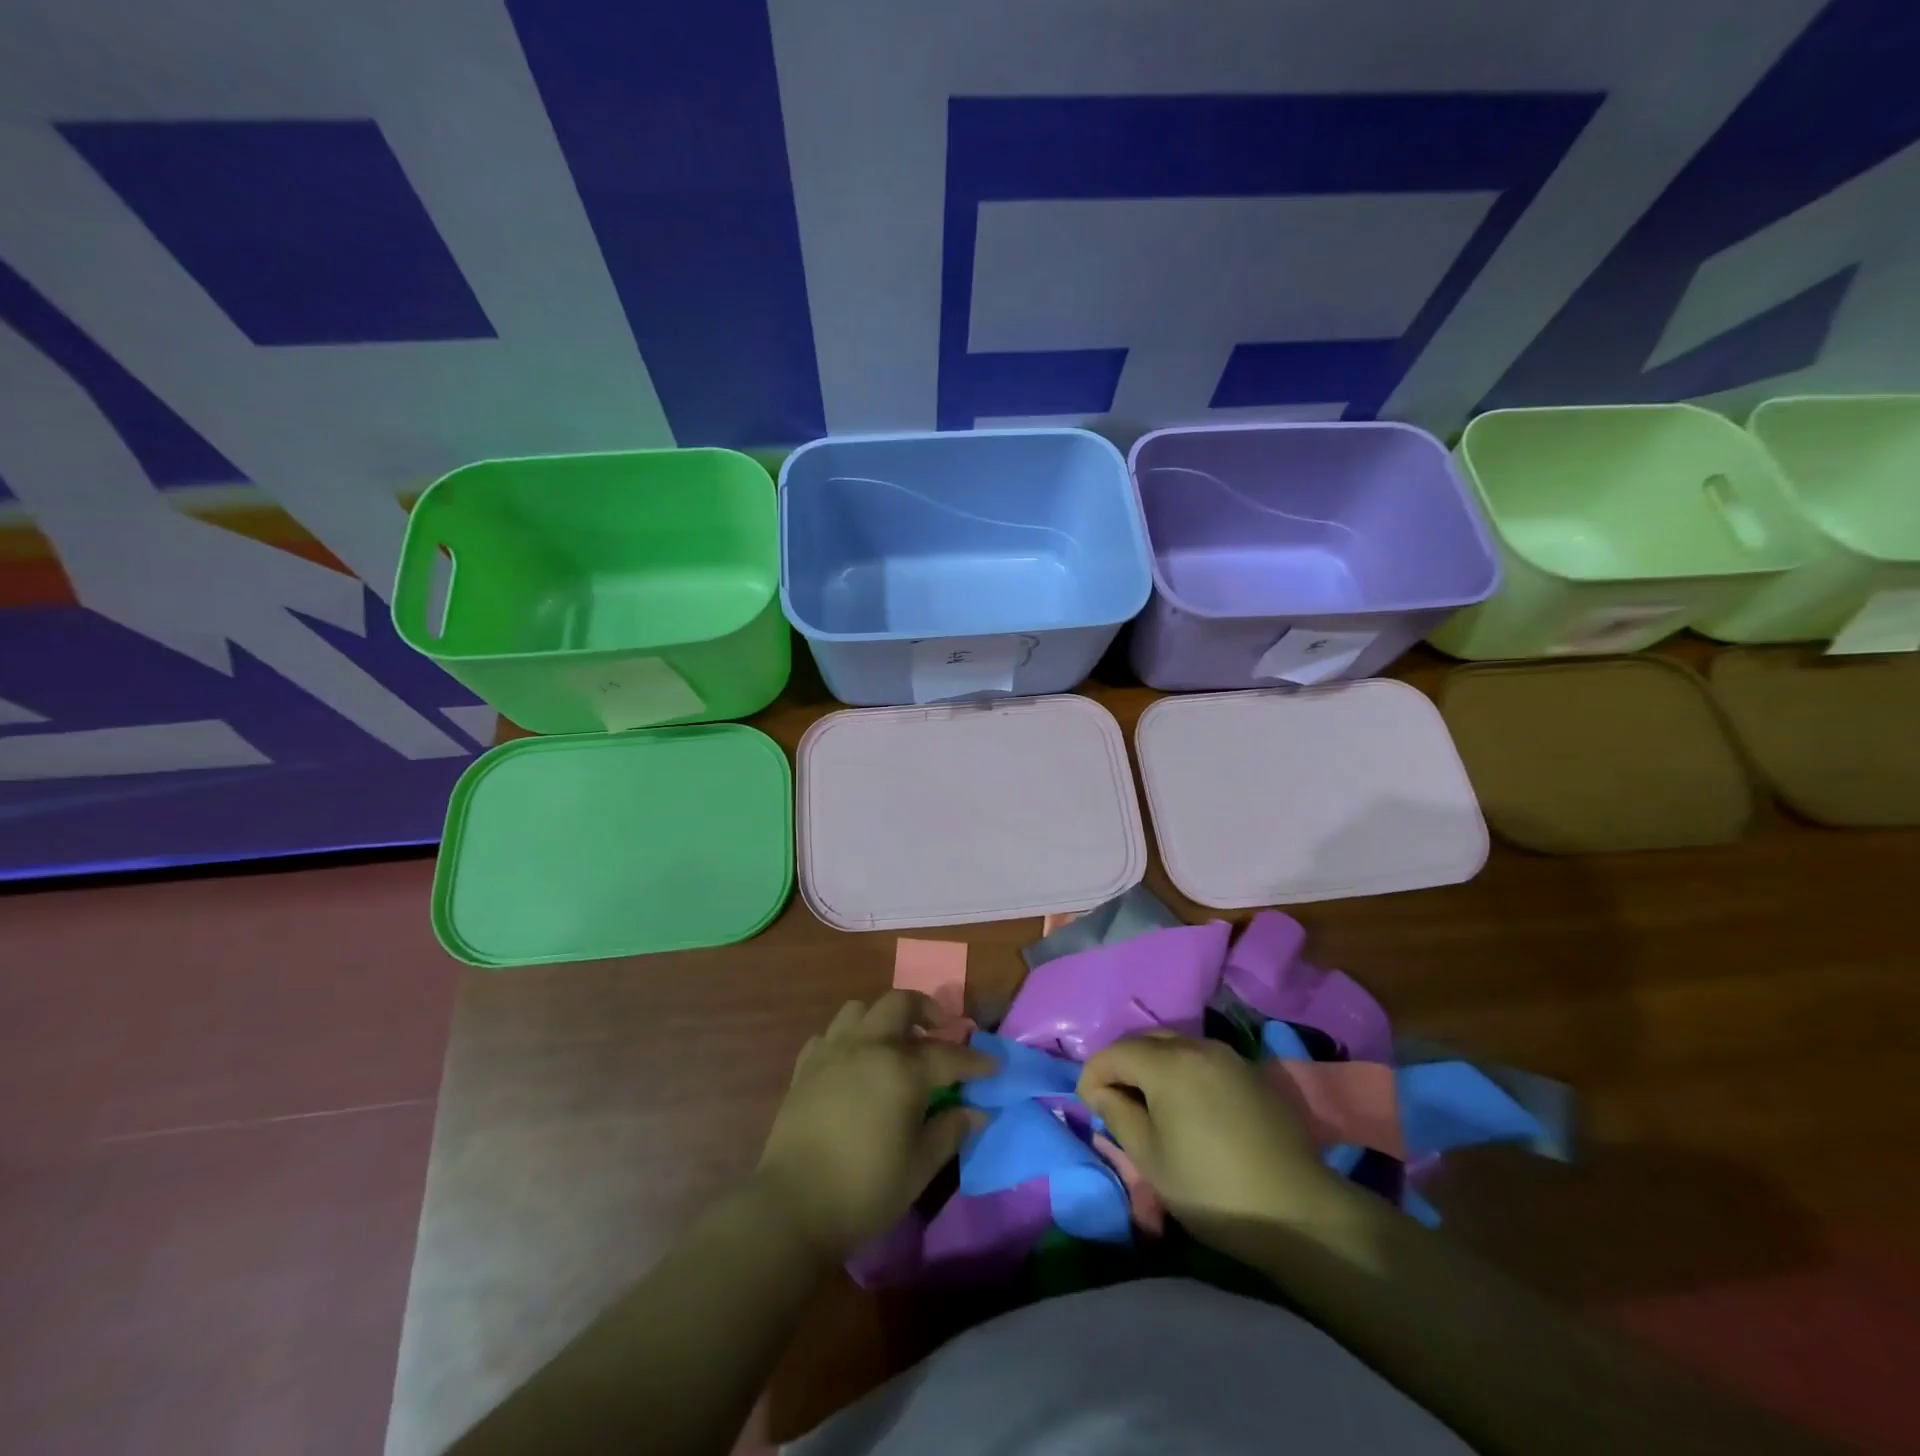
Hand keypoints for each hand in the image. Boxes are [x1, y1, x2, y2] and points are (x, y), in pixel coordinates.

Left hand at [754, 991, 992, 1261]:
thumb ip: (950, 1131)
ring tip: (895, 1041)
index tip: (994, 1066)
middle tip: (941, 1030)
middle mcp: (868, 1046)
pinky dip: (848, 1039)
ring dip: (884, 1017)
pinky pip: (830, 1035)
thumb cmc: (864, 1190)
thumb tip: (977, 1111)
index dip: (976, 1061)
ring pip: (861, 1009)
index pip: (948, 1055)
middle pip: (901, 1003)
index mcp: (901, 1070)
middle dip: (927, 1010)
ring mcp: (833, 1051)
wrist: (792, 1207)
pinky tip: (854, 1062)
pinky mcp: (805, 1066)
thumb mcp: (919, 1167)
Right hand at [1078, 1033, 1353, 1248]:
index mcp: (1168, 1063)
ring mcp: (1228, 1056)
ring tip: (1150, 1104)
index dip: (1093, 1075)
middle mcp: (1197, 1046)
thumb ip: (1118, 1114)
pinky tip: (1188, 1106)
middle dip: (1122, 1064)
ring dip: (1154, 1065)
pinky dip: (1183, 1072)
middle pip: (1145, 1041)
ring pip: (1176, 1046)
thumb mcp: (1150, 1158)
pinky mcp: (1251, 1073)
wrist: (1297, 1212)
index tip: (1089, 1105)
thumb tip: (1103, 1092)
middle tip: (1116, 1101)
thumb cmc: (1211, 1188)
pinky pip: (1203, 1059)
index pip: (1114, 1052)